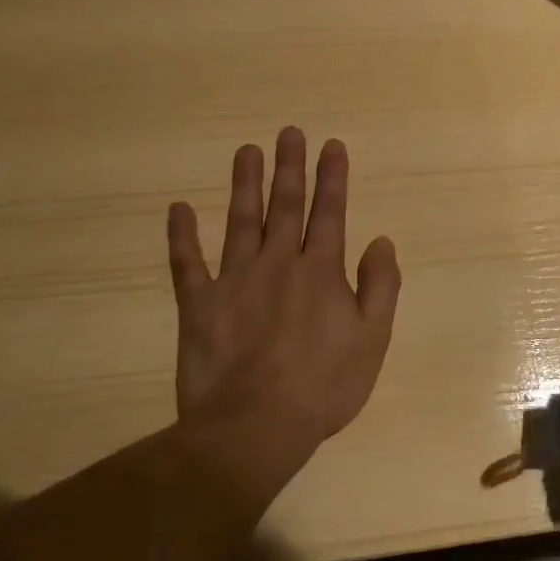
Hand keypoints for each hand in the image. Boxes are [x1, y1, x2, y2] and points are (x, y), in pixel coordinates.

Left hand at [166, 127, 400, 464]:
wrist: (255, 427)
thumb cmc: (323, 386)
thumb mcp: (372, 339)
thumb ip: (380, 286)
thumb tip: (380, 241)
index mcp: (320, 271)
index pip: (330, 212)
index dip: (332, 177)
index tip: (331, 145)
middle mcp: (278, 264)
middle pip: (285, 206)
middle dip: (290, 167)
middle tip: (288, 133)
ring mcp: (234, 281)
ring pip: (240, 221)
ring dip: (245, 184)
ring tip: (246, 151)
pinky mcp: (199, 305)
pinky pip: (187, 263)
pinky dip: (182, 236)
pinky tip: (178, 209)